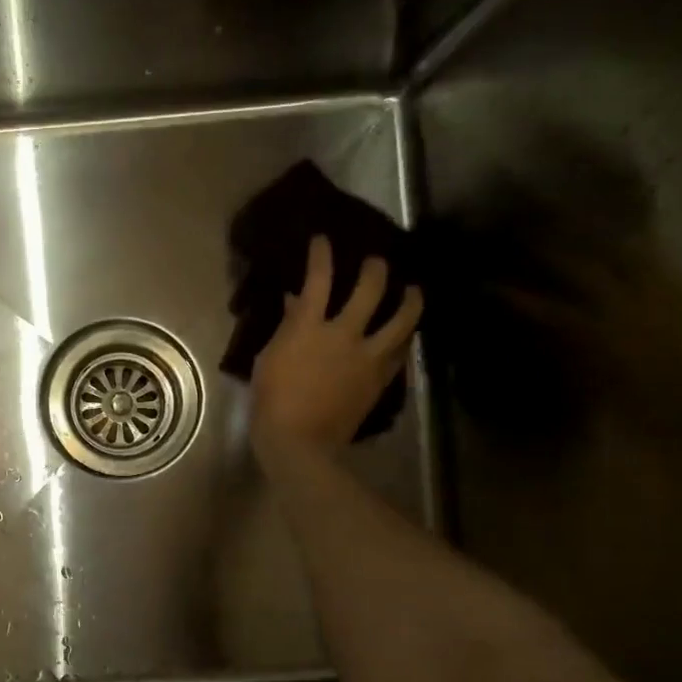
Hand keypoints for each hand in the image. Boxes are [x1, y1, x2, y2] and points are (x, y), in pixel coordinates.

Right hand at [250, 236, 422, 454]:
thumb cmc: (271, 401)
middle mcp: (344, 334)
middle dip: (376, 268)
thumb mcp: (268, 359)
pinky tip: (404, 335)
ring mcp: (367, 356)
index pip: (318, 279)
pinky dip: (403, 339)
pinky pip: (399, 353)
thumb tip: (295, 304)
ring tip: (414, 290)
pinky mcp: (380, 379)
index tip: (323, 239)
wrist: (300, 442)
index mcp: (309, 327)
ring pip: (401, 319)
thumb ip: (285, 328)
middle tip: (377, 260)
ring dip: (410, 300)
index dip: (321, 255)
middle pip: (370, 289)